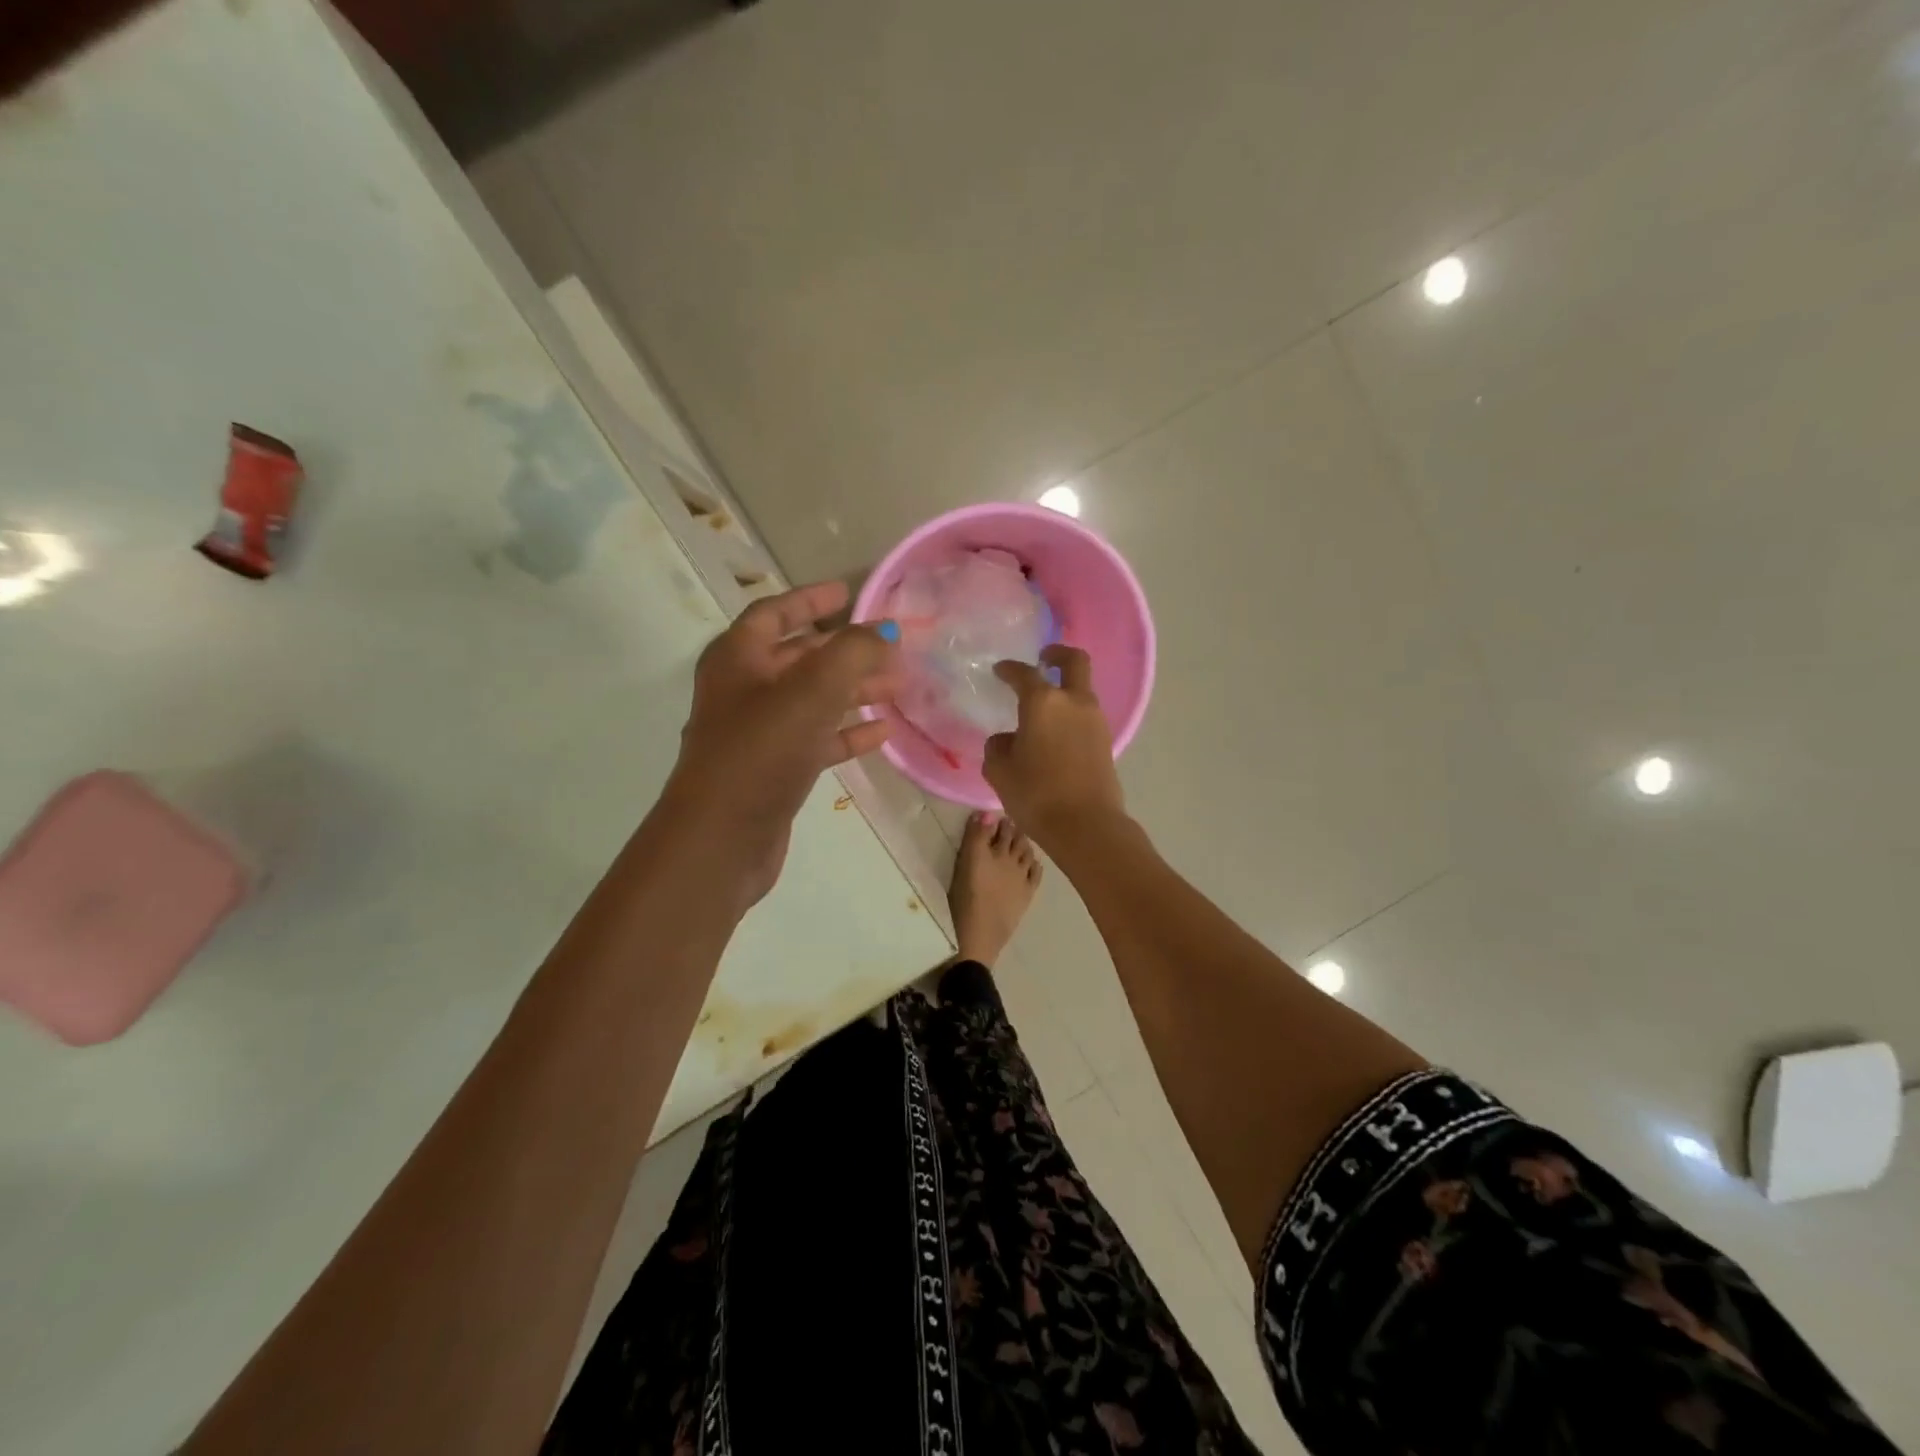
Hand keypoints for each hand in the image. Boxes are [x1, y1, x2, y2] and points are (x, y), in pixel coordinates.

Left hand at [666, 581, 896, 903]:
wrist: (722, 838)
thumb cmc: (762, 750)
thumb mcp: (812, 690)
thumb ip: (853, 652)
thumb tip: (885, 631)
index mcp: (738, 658)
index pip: (775, 612)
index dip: (812, 599)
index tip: (849, 591)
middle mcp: (743, 689)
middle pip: (799, 656)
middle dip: (845, 650)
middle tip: (891, 647)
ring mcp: (758, 732)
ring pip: (812, 699)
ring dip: (853, 690)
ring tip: (899, 686)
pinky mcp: (774, 770)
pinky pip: (815, 739)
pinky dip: (846, 732)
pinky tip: (882, 731)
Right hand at [983, 644, 1126, 848]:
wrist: (1086, 826)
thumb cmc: (1036, 794)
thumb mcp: (1000, 771)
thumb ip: (999, 747)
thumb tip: (1009, 740)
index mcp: (1043, 702)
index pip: (1023, 674)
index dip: (1009, 670)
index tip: (1000, 671)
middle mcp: (1074, 702)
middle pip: (1074, 661)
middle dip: (1058, 654)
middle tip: (1044, 658)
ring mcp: (1095, 720)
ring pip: (1082, 690)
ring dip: (1066, 689)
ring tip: (1044, 707)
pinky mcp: (1106, 741)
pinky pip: (1086, 715)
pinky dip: (1072, 713)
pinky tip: (1055, 733)